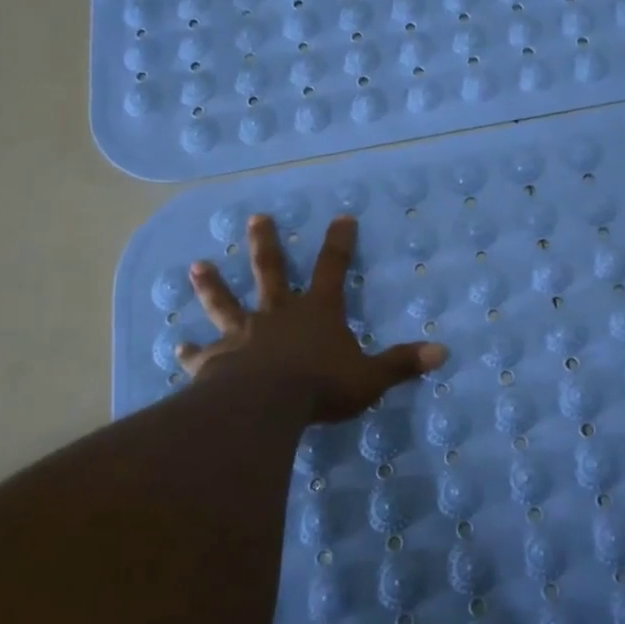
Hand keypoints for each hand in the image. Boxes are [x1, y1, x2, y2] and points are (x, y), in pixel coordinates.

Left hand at [178, 214, 448, 424]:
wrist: (263, 406)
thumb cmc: (321, 387)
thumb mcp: (370, 377)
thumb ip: (401, 364)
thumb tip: (443, 352)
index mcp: (316, 312)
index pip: (333, 269)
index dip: (340, 243)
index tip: (341, 217)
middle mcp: (277, 314)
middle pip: (270, 271)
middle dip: (265, 244)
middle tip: (256, 218)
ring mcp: (243, 335)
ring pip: (225, 303)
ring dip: (212, 285)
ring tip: (197, 265)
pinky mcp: (216, 361)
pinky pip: (202, 354)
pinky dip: (192, 351)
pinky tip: (180, 347)